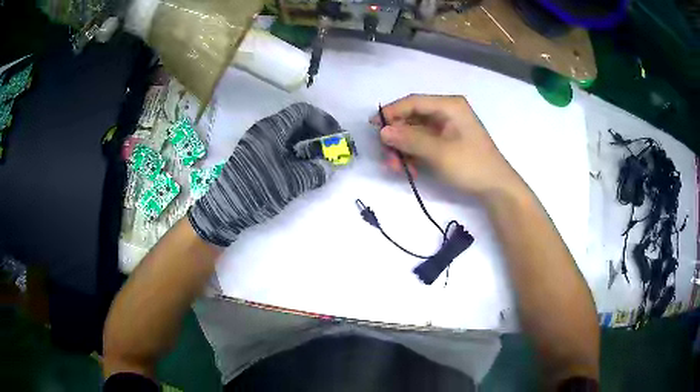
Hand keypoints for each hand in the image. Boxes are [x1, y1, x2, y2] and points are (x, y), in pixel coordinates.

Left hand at [188, 103, 339, 246]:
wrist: (226, 209)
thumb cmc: (258, 190)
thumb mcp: (291, 182)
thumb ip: (314, 172)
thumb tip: (329, 168)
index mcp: (272, 129)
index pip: (302, 112)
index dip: (323, 120)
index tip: (337, 136)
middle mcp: (264, 130)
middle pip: (296, 122)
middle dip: (317, 133)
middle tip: (332, 149)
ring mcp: (258, 143)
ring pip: (288, 134)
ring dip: (307, 143)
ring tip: (321, 159)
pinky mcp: (254, 155)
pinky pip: (280, 146)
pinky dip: (295, 152)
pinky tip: (304, 166)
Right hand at [375, 94, 525, 199]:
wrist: (496, 188)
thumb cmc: (471, 165)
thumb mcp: (439, 152)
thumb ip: (410, 140)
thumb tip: (383, 131)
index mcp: (449, 106)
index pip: (413, 102)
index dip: (391, 112)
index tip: (373, 126)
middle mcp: (446, 112)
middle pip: (412, 117)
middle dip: (397, 137)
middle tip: (387, 155)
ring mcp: (446, 127)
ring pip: (415, 132)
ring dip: (403, 149)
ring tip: (397, 168)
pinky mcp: (446, 142)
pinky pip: (423, 143)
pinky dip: (414, 154)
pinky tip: (410, 169)